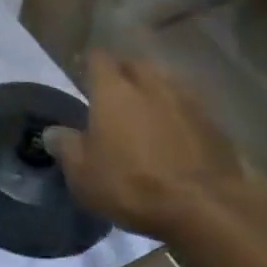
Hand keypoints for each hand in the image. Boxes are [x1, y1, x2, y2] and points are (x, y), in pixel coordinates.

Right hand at [45, 54, 243, 240]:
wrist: (206, 207)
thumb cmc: (132, 185)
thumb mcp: (84, 174)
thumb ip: (66, 147)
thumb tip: (52, 132)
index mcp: (113, 90)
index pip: (98, 59)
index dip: (89, 64)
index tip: (83, 75)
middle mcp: (150, 84)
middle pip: (135, 64)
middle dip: (124, 73)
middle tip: (115, 92)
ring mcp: (187, 101)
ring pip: (165, 82)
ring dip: (154, 92)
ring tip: (146, 112)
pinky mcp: (214, 124)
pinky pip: (189, 108)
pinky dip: (179, 115)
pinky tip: (176, 135)